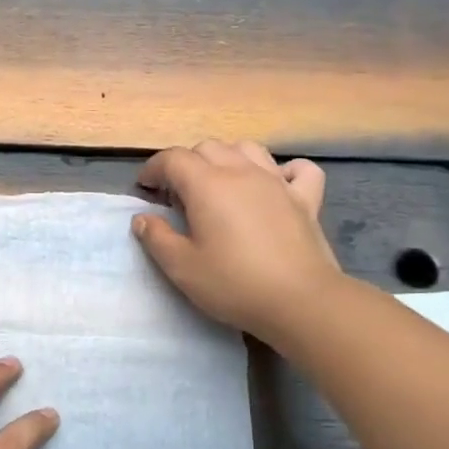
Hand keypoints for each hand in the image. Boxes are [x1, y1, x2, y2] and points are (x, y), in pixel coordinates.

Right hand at [133, 138, 343, 344]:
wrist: (301, 301)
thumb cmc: (234, 284)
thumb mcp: (182, 267)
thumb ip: (157, 238)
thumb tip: (142, 218)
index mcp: (207, 184)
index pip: (172, 159)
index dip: (153, 170)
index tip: (145, 190)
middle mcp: (242, 171)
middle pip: (208, 148)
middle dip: (186, 164)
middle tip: (178, 195)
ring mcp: (277, 182)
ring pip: (248, 149)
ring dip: (227, 158)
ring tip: (220, 185)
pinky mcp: (306, 199)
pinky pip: (297, 169)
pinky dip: (283, 170)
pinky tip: (276, 185)